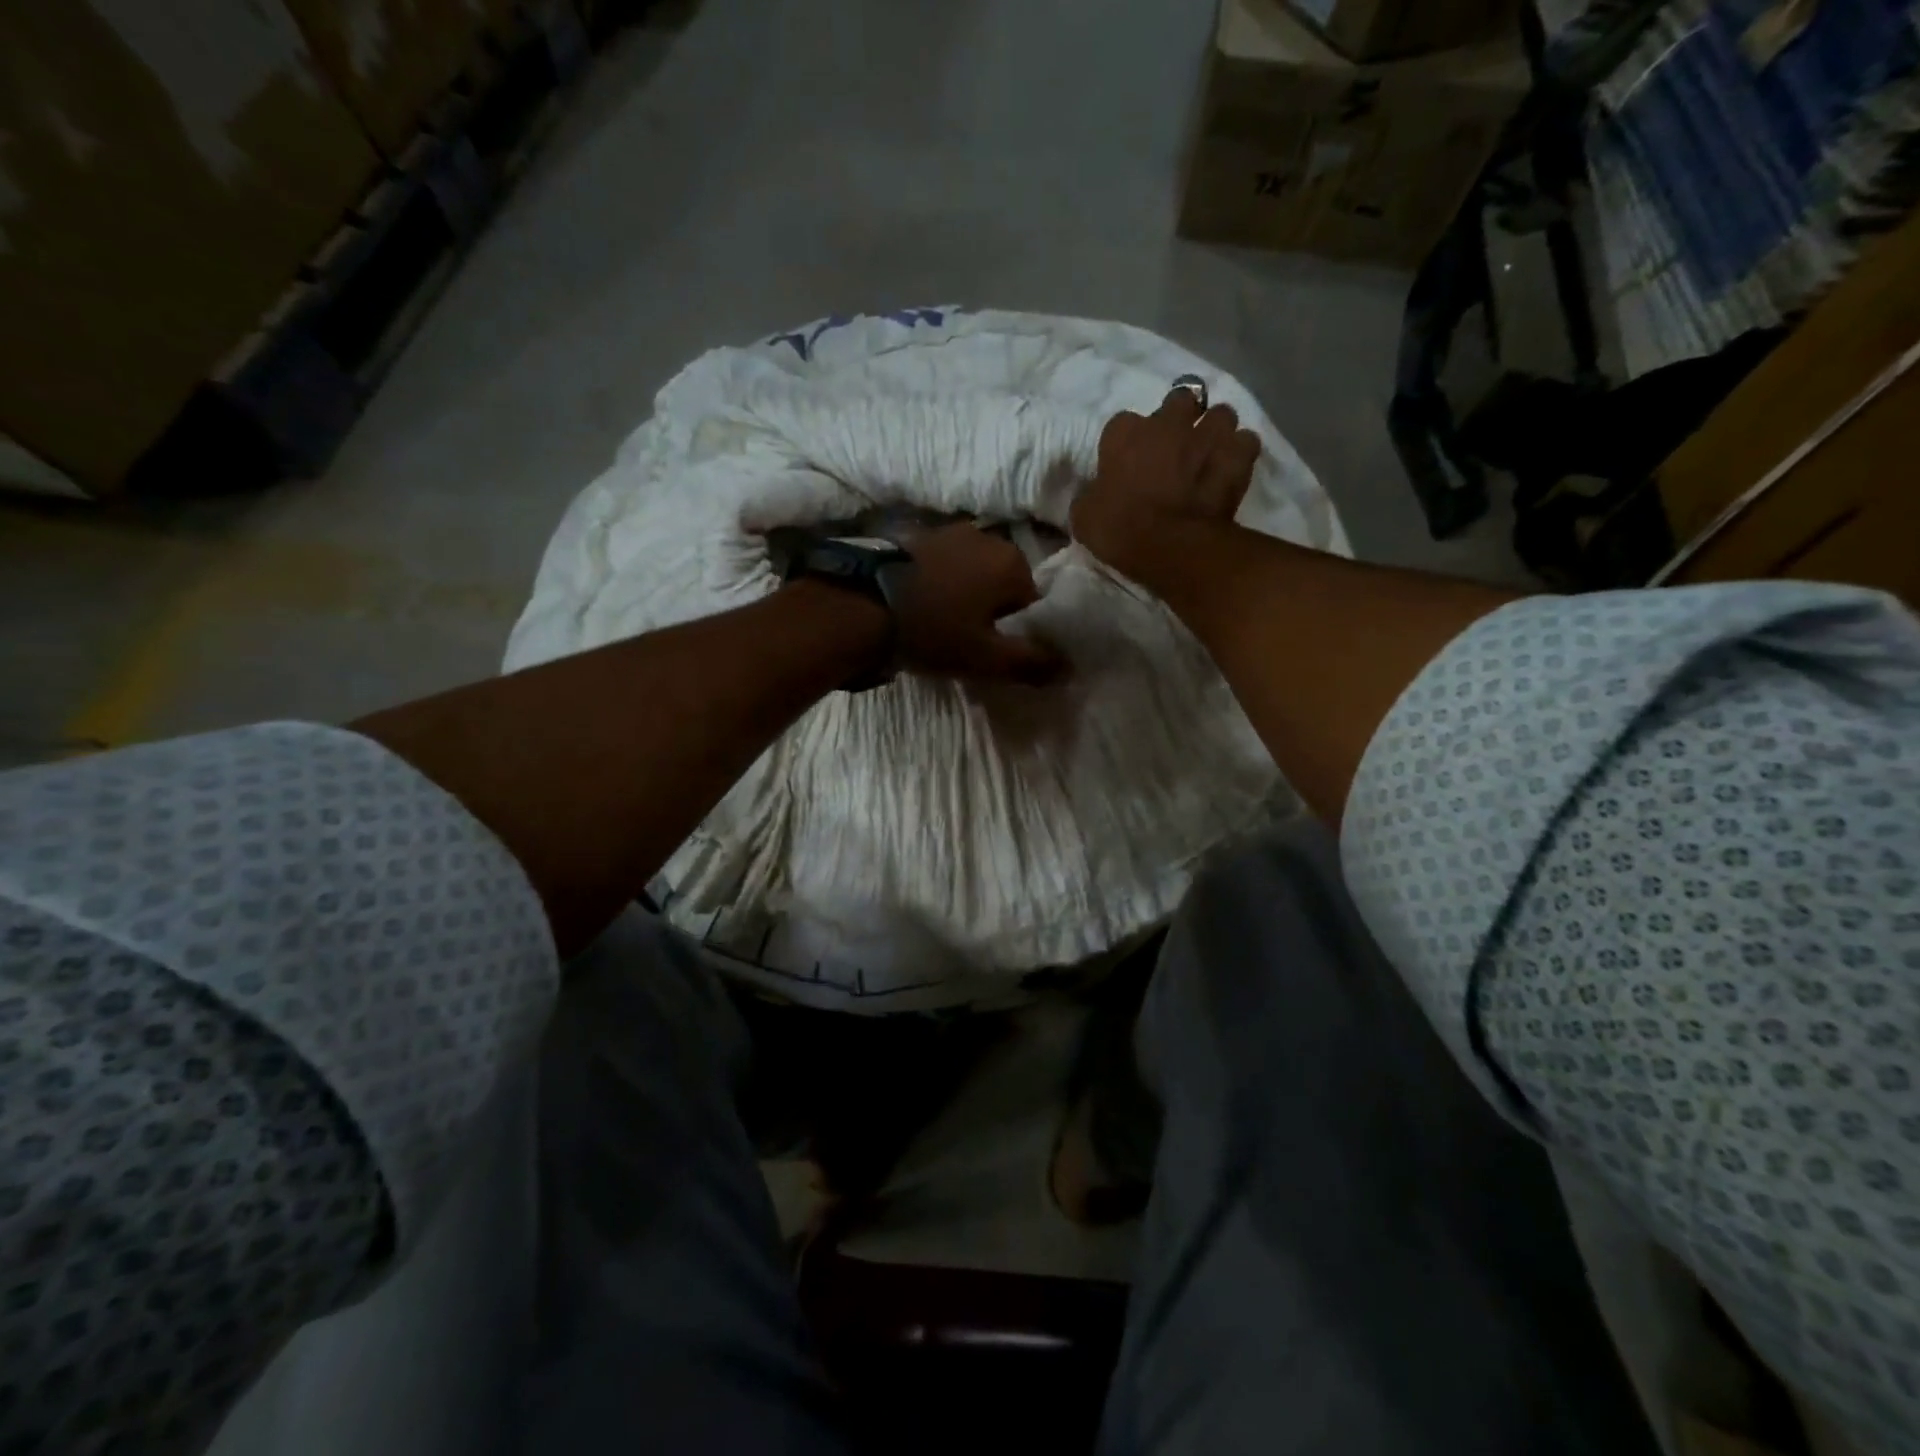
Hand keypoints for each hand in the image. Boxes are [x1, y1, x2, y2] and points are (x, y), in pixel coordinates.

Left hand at [892, 523, 1063, 684]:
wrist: (861, 606)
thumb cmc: (934, 632)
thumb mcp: (987, 658)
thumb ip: (1032, 663)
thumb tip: (1070, 667)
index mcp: (1013, 562)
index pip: (1032, 605)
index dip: (1015, 633)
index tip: (990, 651)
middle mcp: (987, 537)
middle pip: (1003, 585)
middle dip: (990, 612)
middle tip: (964, 641)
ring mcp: (949, 532)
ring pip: (972, 575)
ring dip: (964, 597)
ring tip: (939, 625)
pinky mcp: (916, 536)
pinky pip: (944, 566)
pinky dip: (940, 585)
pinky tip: (920, 607)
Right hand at [1070, 387, 1262, 583]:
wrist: (1172, 546)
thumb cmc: (1120, 529)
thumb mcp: (1084, 517)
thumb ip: (1090, 494)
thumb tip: (1095, 493)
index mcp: (1124, 433)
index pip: (1122, 423)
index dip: (1128, 442)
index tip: (1129, 461)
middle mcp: (1168, 423)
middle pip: (1179, 401)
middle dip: (1180, 417)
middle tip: (1176, 445)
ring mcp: (1208, 435)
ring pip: (1220, 414)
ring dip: (1215, 430)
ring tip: (1210, 453)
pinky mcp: (1238, 456)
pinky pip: (1245, 442)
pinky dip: (1240, 453)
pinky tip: (1233, 468)